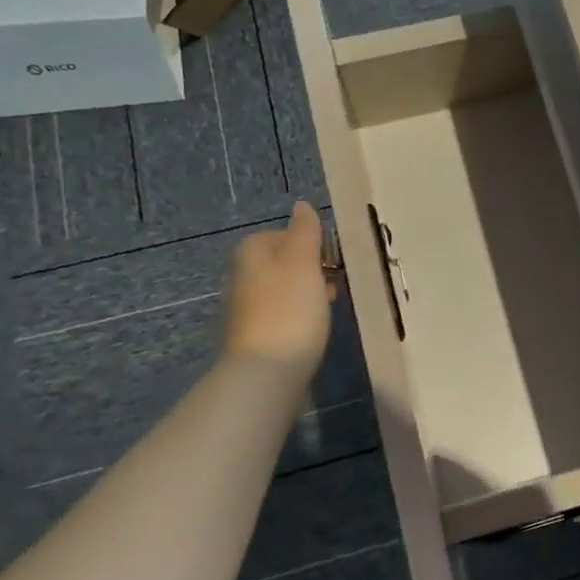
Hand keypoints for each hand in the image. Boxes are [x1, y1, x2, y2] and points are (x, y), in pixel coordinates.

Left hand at [224, 202, 334, 373]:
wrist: (266, 373)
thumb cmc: (289, 310)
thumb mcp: (303, 262)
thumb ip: (305, 231)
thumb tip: (301, 206)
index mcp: (251, 253)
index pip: (285, 234)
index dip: (312, 243)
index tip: (334, 259)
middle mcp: (242, 276)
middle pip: (285, 262)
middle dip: (313, 269)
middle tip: (338, 281)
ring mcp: (247, 309)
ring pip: (285, 289)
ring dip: (309, 293)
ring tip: (332, 306)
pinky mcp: (256, 336)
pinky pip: (284, 315)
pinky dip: (301, 316)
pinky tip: (316, 328)